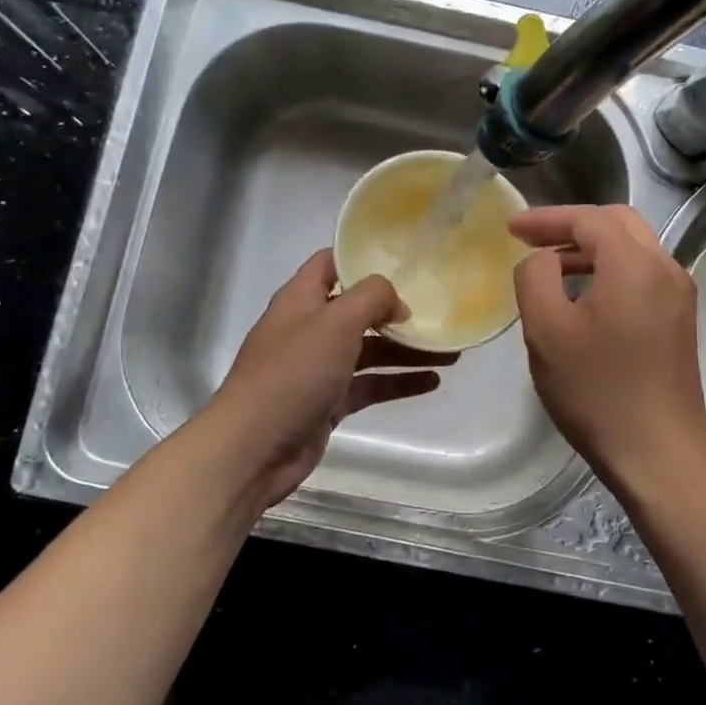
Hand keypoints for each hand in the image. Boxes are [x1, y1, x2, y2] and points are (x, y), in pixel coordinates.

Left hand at [203, 250, 455, 511]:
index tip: (406, 259)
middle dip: (397, 309)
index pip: (331, 263)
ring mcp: (318, 367)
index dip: (364, 256)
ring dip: (406, 349)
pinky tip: (432, 381)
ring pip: (370, 350)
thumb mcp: (336, 322)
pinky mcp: (328, 402)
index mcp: (301, 299)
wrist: (254, 447)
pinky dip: (398, 381)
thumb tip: (397, 302)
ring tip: (451, 351)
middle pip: (358, 309)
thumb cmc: (293, 373)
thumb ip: (371, 298)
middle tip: (439, 310)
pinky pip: (370, 384)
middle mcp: (309, 328)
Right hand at [509, 205, 705, 496]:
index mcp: (635, 263)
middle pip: (617, 223)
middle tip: (532, 240)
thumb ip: (535, 278)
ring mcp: (679, 295)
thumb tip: (541, 259)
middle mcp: (666, 268)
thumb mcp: (546, 330)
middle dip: (572, 225)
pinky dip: (611, 271)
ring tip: (552, 268)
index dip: (546, 218)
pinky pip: (643, 276)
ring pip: (633, 249)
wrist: (658, 452)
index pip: (588, 218)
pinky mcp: (681, 321)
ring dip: (591, 248)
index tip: (511, 228)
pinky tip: (585, 297)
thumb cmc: (596, 390)